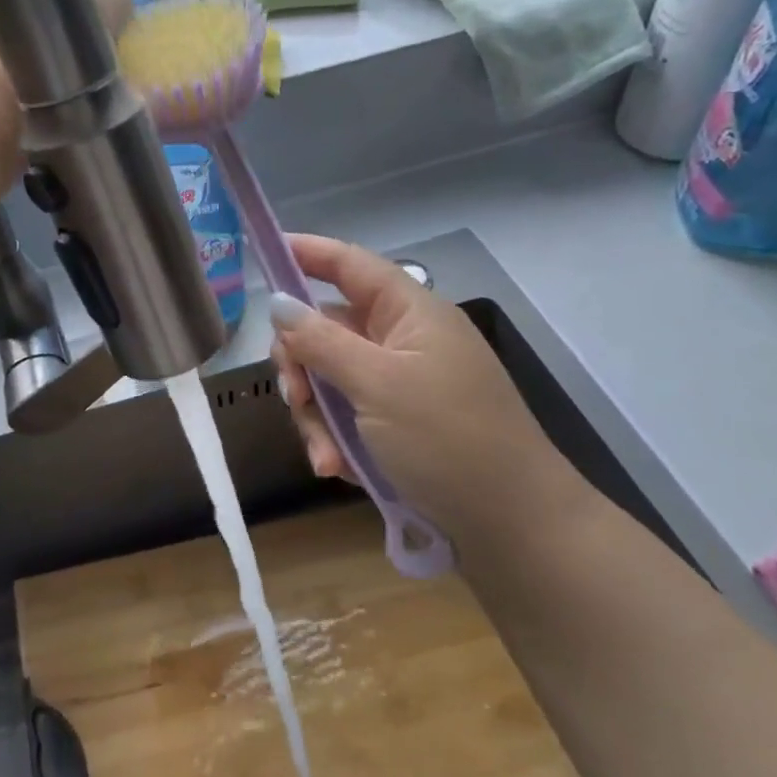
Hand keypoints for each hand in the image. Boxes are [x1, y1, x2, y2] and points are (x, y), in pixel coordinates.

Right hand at [269, 234, 584, 539]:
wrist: (513, 525)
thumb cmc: (448, 439)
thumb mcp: (376, 385)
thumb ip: (321, 341)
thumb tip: (277, 302)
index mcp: (409, 313)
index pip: (350, 264)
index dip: (306, 252)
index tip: (263, 251)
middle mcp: (402, 340)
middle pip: (326, 328)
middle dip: (302, 364)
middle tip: (295, 397)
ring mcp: (399, 383)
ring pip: (328, 378)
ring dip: (316, 415)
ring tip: (326, 457)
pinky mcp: (396, 423)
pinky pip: (346, 415)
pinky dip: (335, 439)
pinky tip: (338, 469)